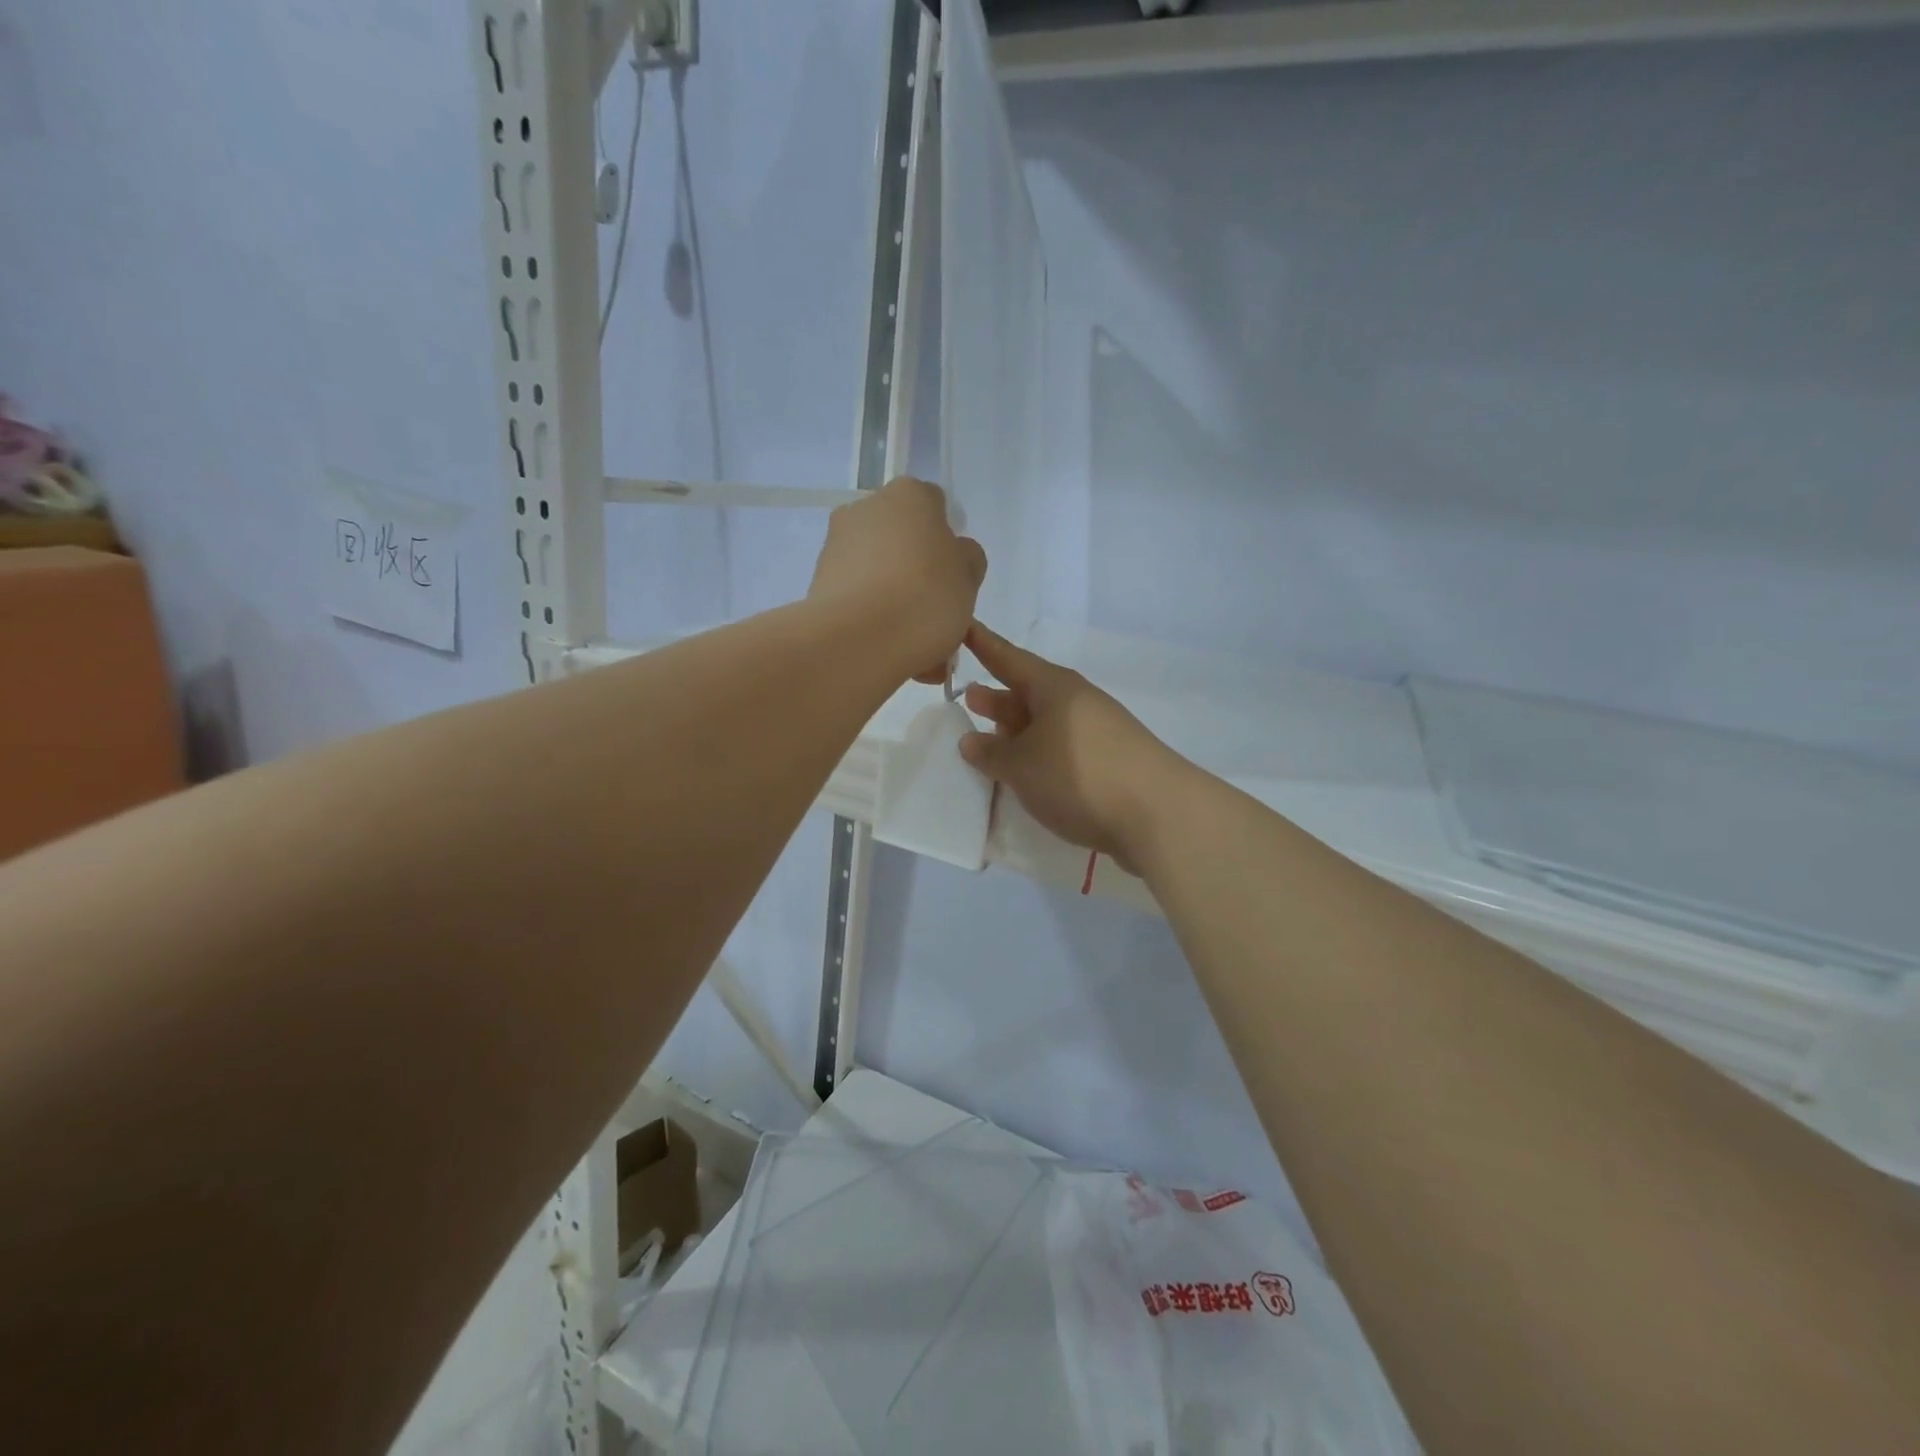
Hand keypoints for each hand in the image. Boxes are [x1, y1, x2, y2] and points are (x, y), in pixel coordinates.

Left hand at [808, 477, 986, 683]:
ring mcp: (836, 546)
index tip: (953, 574)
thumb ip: (966, 559)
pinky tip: (891, 650)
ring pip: (878, 571)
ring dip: (895, 598)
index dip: (947, 540)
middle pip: (901, 538)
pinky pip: (857, 597)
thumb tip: (953, 555)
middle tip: (935, 611)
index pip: (934, 505)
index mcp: (908, 496)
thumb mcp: (968, 578)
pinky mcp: (817, 583)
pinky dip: (873, 616)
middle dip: (917, 570)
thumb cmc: (926, 597)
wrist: (859, 641)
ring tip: (916, 645)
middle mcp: (865, 509)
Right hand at [959, 624, 1183, 872]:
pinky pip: (1061, 749)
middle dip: (998, 696)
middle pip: (1028, 692)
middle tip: (967, 698)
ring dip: (1017, 731)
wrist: (1158, 816)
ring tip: (988, 740)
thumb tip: (970, 740)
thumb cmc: (1078, 776)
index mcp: (1054, 688)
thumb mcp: (1021, 766)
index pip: (1008, 658)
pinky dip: (1037, 755)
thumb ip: (990, 752)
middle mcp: (1077, 702)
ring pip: (1045, 724)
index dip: (983, 644)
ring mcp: (1097, 732)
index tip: (963, 625)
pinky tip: (1024, 775)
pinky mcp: (1109, 762)